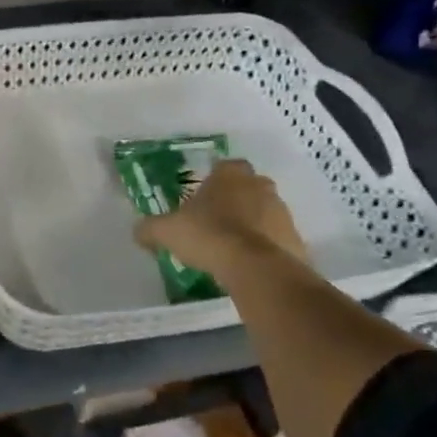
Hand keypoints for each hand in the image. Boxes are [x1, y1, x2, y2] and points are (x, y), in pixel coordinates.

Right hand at [133, 158, 307, 286]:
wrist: (257, 269)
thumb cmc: (209, 236)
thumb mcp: (167, 231)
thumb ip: (151, 229)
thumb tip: (138, 232)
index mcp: (230, 175)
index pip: (226, 166)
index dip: (216, 179)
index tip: (205, 196)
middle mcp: (260, 187)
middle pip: (249, 187)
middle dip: (237, 200)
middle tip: (218, 220)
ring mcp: (283, 214)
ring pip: (266, 213)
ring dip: (254, 224)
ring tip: (233, 248)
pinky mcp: (297, 242)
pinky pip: (279, 241)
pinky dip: (267, 249)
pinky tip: (250, 266)